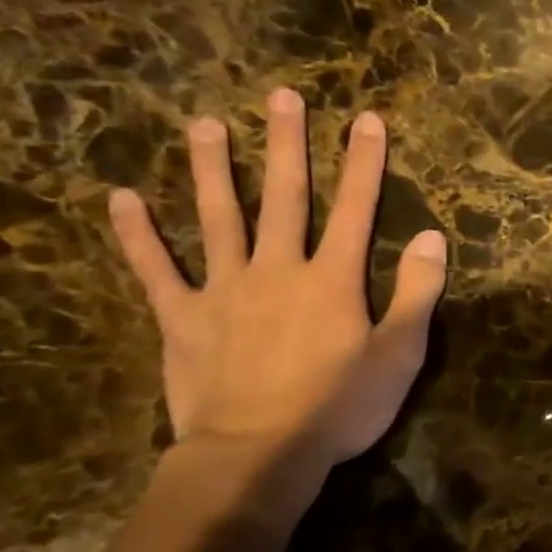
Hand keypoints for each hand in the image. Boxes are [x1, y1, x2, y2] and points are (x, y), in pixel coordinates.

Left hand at [107, 87, 446, 467]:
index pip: (355, 208)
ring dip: (211, 169)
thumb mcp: (399, 354)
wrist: (257, 455)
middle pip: (283, 197)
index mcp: (332, 278)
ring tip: (204, 125)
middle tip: (281, 96)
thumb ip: (416, 292)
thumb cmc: (340, 406)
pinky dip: (137, 235)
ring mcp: (223, 290)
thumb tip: (431, 237)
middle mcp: (277, 269)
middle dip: (285, 144)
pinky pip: (155, 270)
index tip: (365, 119)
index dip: (363, 162)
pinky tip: (121, 198)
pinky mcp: (183, 319)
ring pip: (216, 218)